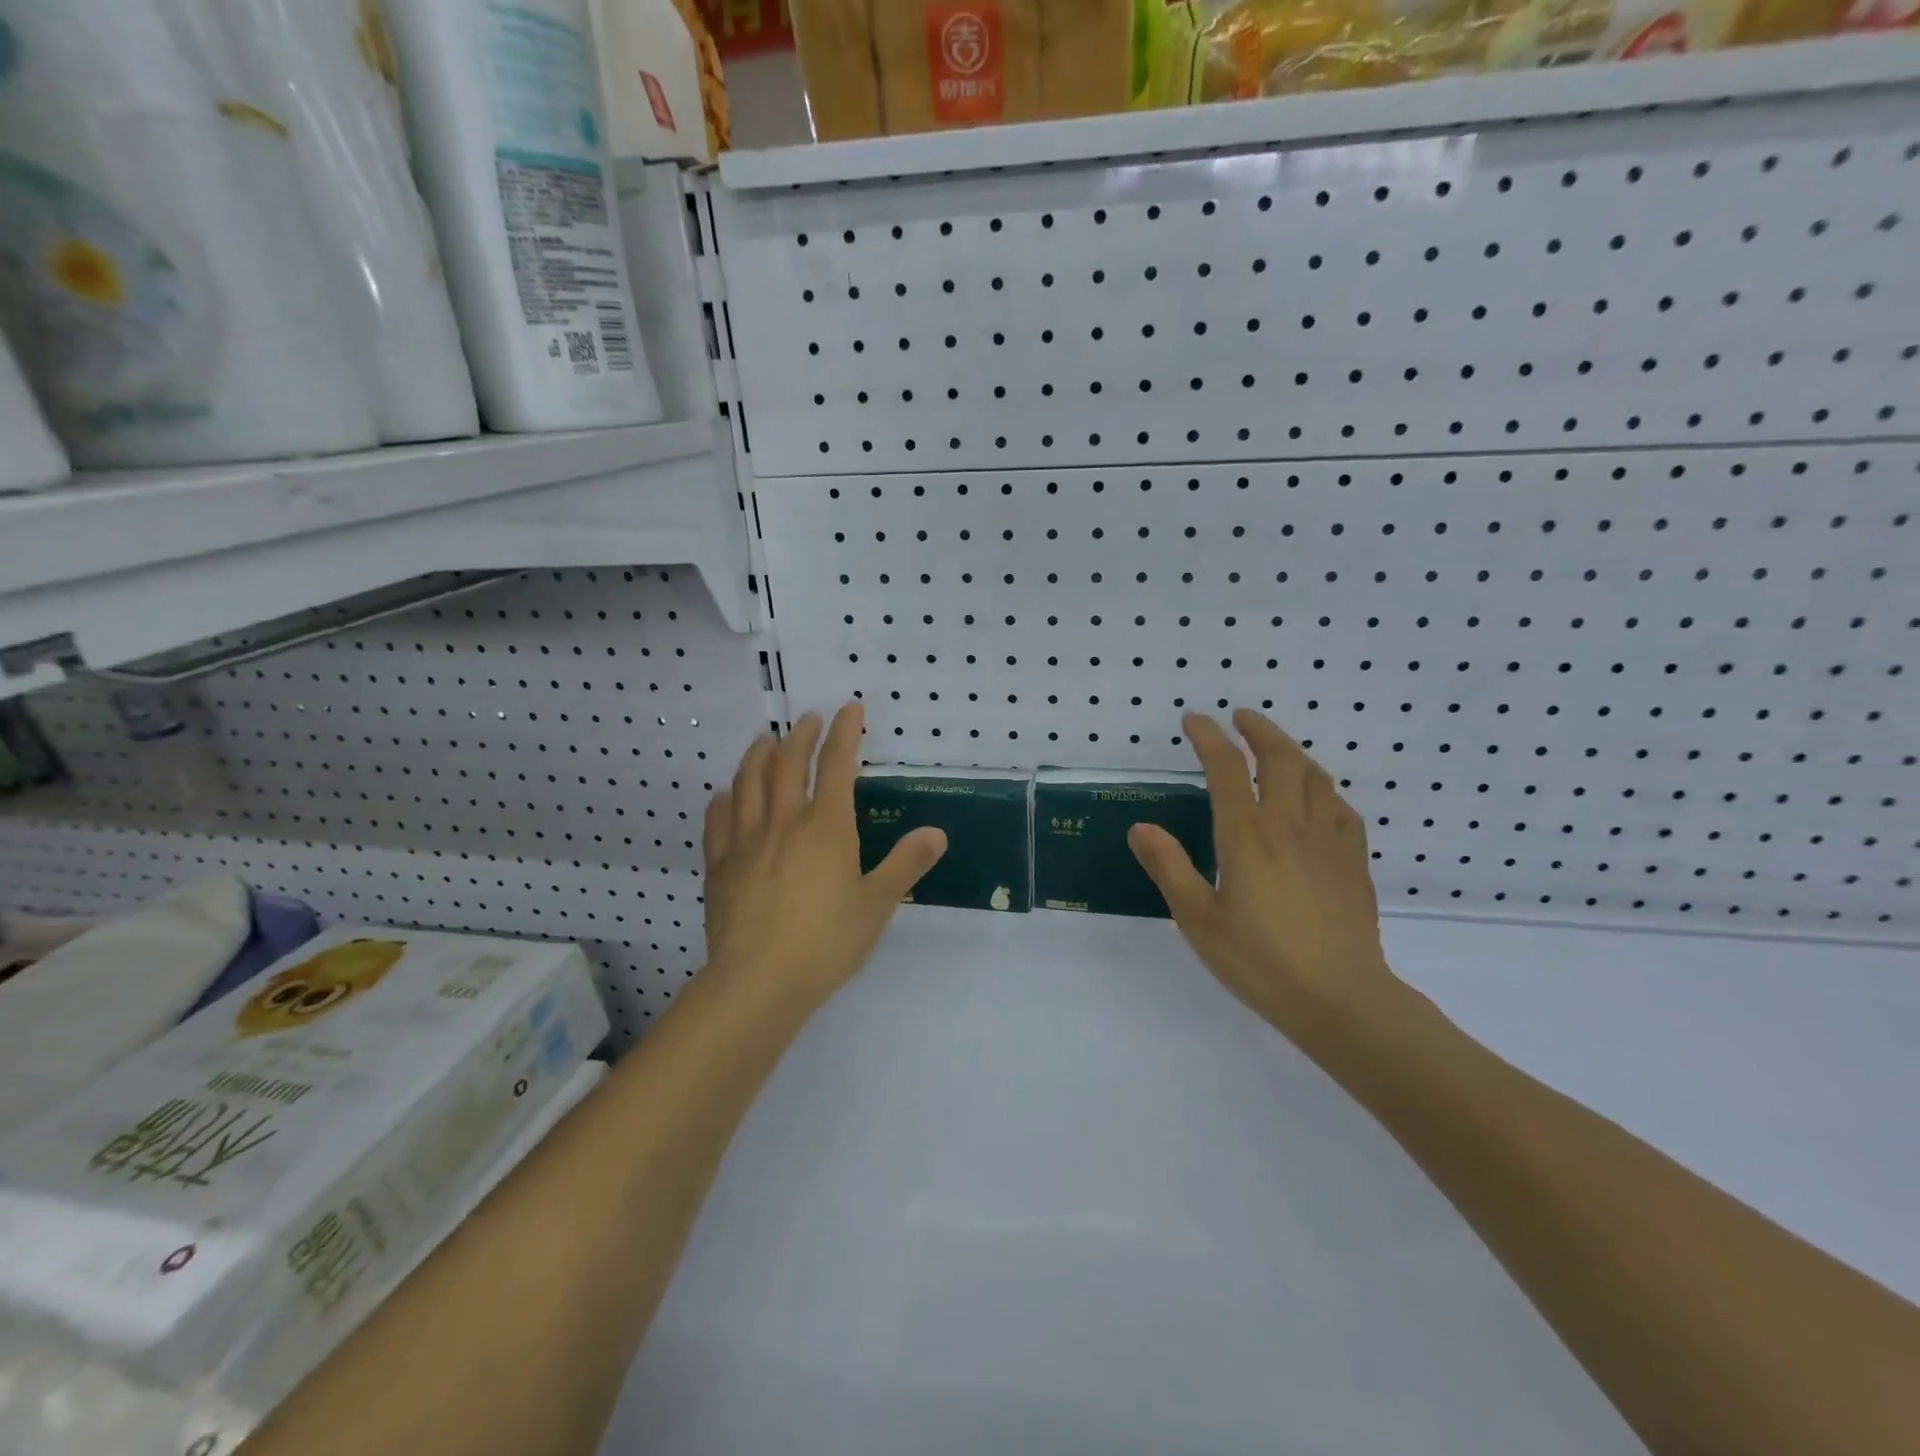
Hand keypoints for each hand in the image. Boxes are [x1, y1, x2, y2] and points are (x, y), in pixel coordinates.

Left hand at [702, 702, 946, 1011]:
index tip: (850, 708)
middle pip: (788, 764)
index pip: (837, 765)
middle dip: (800, 735)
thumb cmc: (826, 942)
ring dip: (758, 755)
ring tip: (765, 740)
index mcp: (826, 828)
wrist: (758, 982)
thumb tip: (937, 833)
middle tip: (807, 719)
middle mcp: (784, 822)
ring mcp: (745, 842)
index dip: (845, 732)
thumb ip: (906, 864)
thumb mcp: (877, 905)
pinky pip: (717, 821)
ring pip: (748, 783)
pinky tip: (725, 794)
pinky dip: (723, 799)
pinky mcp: (719, 866)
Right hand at [1128, 709, 1398, 1053]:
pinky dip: (1322, 788)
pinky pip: (1341, 807)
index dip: (1209, 737)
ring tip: (1274, 750)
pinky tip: (1317, 798)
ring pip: (1315, 776)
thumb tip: (1140, 827)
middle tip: (1240, 719)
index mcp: (1248, 835)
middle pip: (1280, 757)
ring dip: (1291, 752)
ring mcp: (1329, 840)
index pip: (1227, 767)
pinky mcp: (1354, 861)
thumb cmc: (1260, 961)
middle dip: (1258, 730)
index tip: (1194, 720)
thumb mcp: (1198, 919)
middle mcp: (1290, 824)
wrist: (1341, 1000)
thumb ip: (1168, 868)